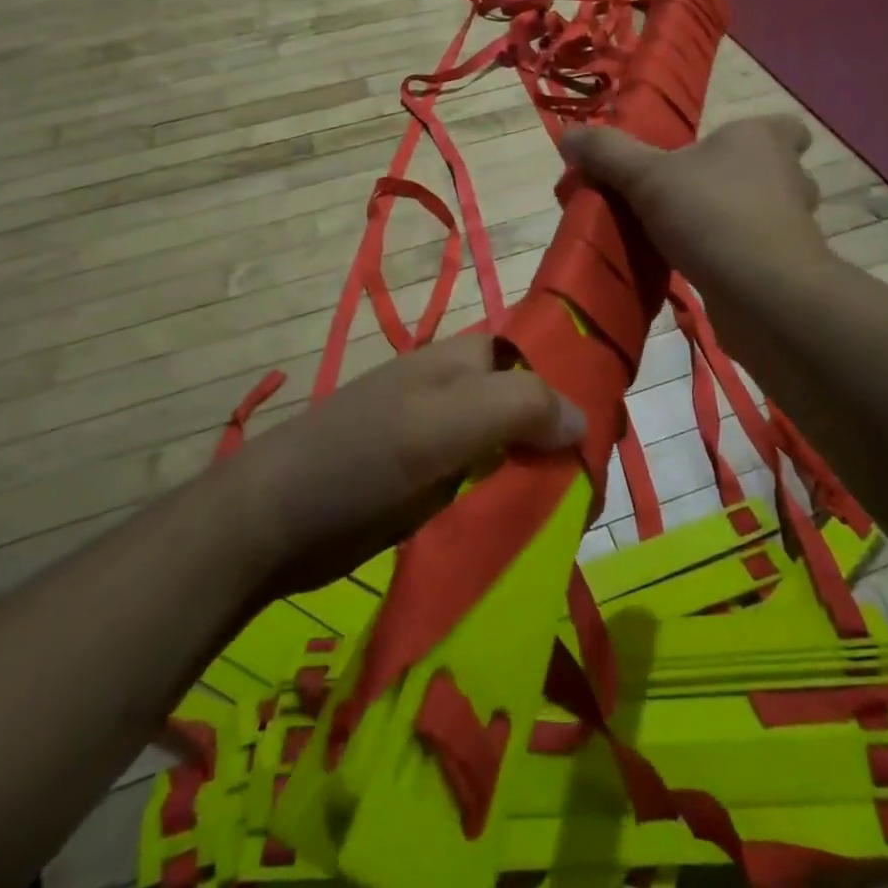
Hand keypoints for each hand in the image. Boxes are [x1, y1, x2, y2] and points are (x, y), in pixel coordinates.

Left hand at [221, 336, 583, 600]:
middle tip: (591, 492)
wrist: (277, 519)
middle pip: (533, 407)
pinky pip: (490, 486)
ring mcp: (446, 440)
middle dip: (564, 442)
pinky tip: (535, 532)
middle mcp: (462, 393)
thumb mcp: (444, 421)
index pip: (540, 356)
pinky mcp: (434, 484)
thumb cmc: (363, 454)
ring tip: (573, 518)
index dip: (576, 383)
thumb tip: (583, 420)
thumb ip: (518, 406)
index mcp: (467, 360)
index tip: (609, 431)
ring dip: (542, 478)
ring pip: (515, 450)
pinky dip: (514, 503)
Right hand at [559, 116, 832, 354]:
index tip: (720, 151)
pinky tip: (697, 266)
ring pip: (766, 214)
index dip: (762, 135)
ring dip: (735, 220)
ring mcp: (794, 226)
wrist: (764, 296)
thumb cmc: (712, 216)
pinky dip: (734, 257)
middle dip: (740, 180)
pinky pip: (758, 252)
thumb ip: (608, 154)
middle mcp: (787, 177)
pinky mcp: (787, 269)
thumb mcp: (646, 177)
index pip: (788, 127)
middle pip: (776, 171)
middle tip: (692, 193)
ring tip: (689, 231)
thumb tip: (568, 135)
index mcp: (762, 140)